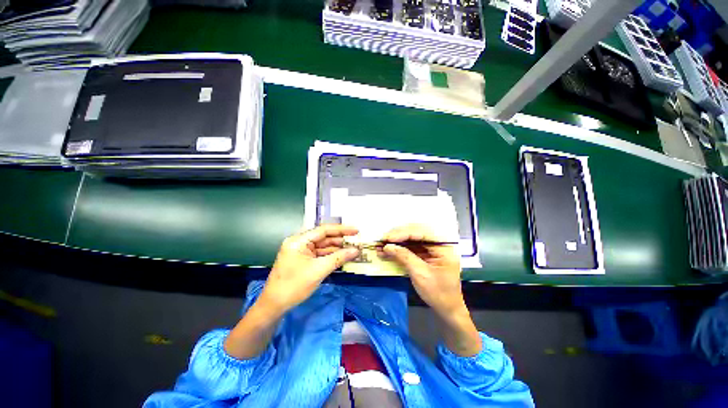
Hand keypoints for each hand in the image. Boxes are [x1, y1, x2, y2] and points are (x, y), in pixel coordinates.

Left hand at [257, 224, 359, 315]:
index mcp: (299, 240)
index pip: (323, 230)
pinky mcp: (303, 260)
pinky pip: (320, 254)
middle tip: (357, 241)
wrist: (274, 306)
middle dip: (340, 240)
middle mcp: (299, 242)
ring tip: (353, 248)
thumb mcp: (319, 270)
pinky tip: (342, 256)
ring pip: (323, 246)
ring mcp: (301, 251)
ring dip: (337, 248)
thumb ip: (339, 258)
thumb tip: (356, 250)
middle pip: (324, 237)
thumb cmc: (294, 286)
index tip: (356, 230)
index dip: (341, 229)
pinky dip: (331, 256)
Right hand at [382, 224, 464, 318]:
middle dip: (397, 236)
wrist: (447, 310)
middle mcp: (438, 244)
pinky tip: (387, 252)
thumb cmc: (438, 293)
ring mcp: (431, 249)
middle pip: (415, 233)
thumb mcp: (421, 275)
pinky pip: (410, 248)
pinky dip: (398, 250)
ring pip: (411, 239)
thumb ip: (405, 257)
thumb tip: (387, 246)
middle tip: (382, 241)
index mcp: (443, 247)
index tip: (387, 238)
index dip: (403, 233)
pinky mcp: (425, 255)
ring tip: (381, 246)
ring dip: (396, 242)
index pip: (421, 233)